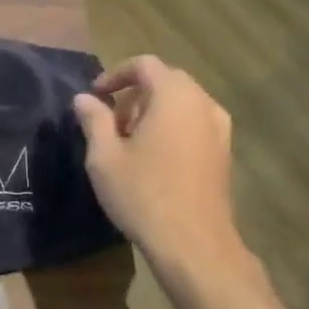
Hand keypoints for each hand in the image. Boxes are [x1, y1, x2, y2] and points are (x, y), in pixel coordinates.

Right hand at [73, 56, 245, 279]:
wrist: (193, 243)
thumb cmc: (143, 193)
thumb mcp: (104, 156)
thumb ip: (94, 119)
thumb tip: (84, 98)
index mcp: (174, 96)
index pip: (145, 65)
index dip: (115, 74)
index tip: (95, 97)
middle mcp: (203, 104)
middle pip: (166, 81)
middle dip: (134, 95)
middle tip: (111, 123)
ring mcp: (219, 129)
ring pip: (182, 103)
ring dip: (153, 112)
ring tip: (130, 143)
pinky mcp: (224, 153)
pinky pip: (194, 123)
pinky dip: (172, 127)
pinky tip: (154, 159)